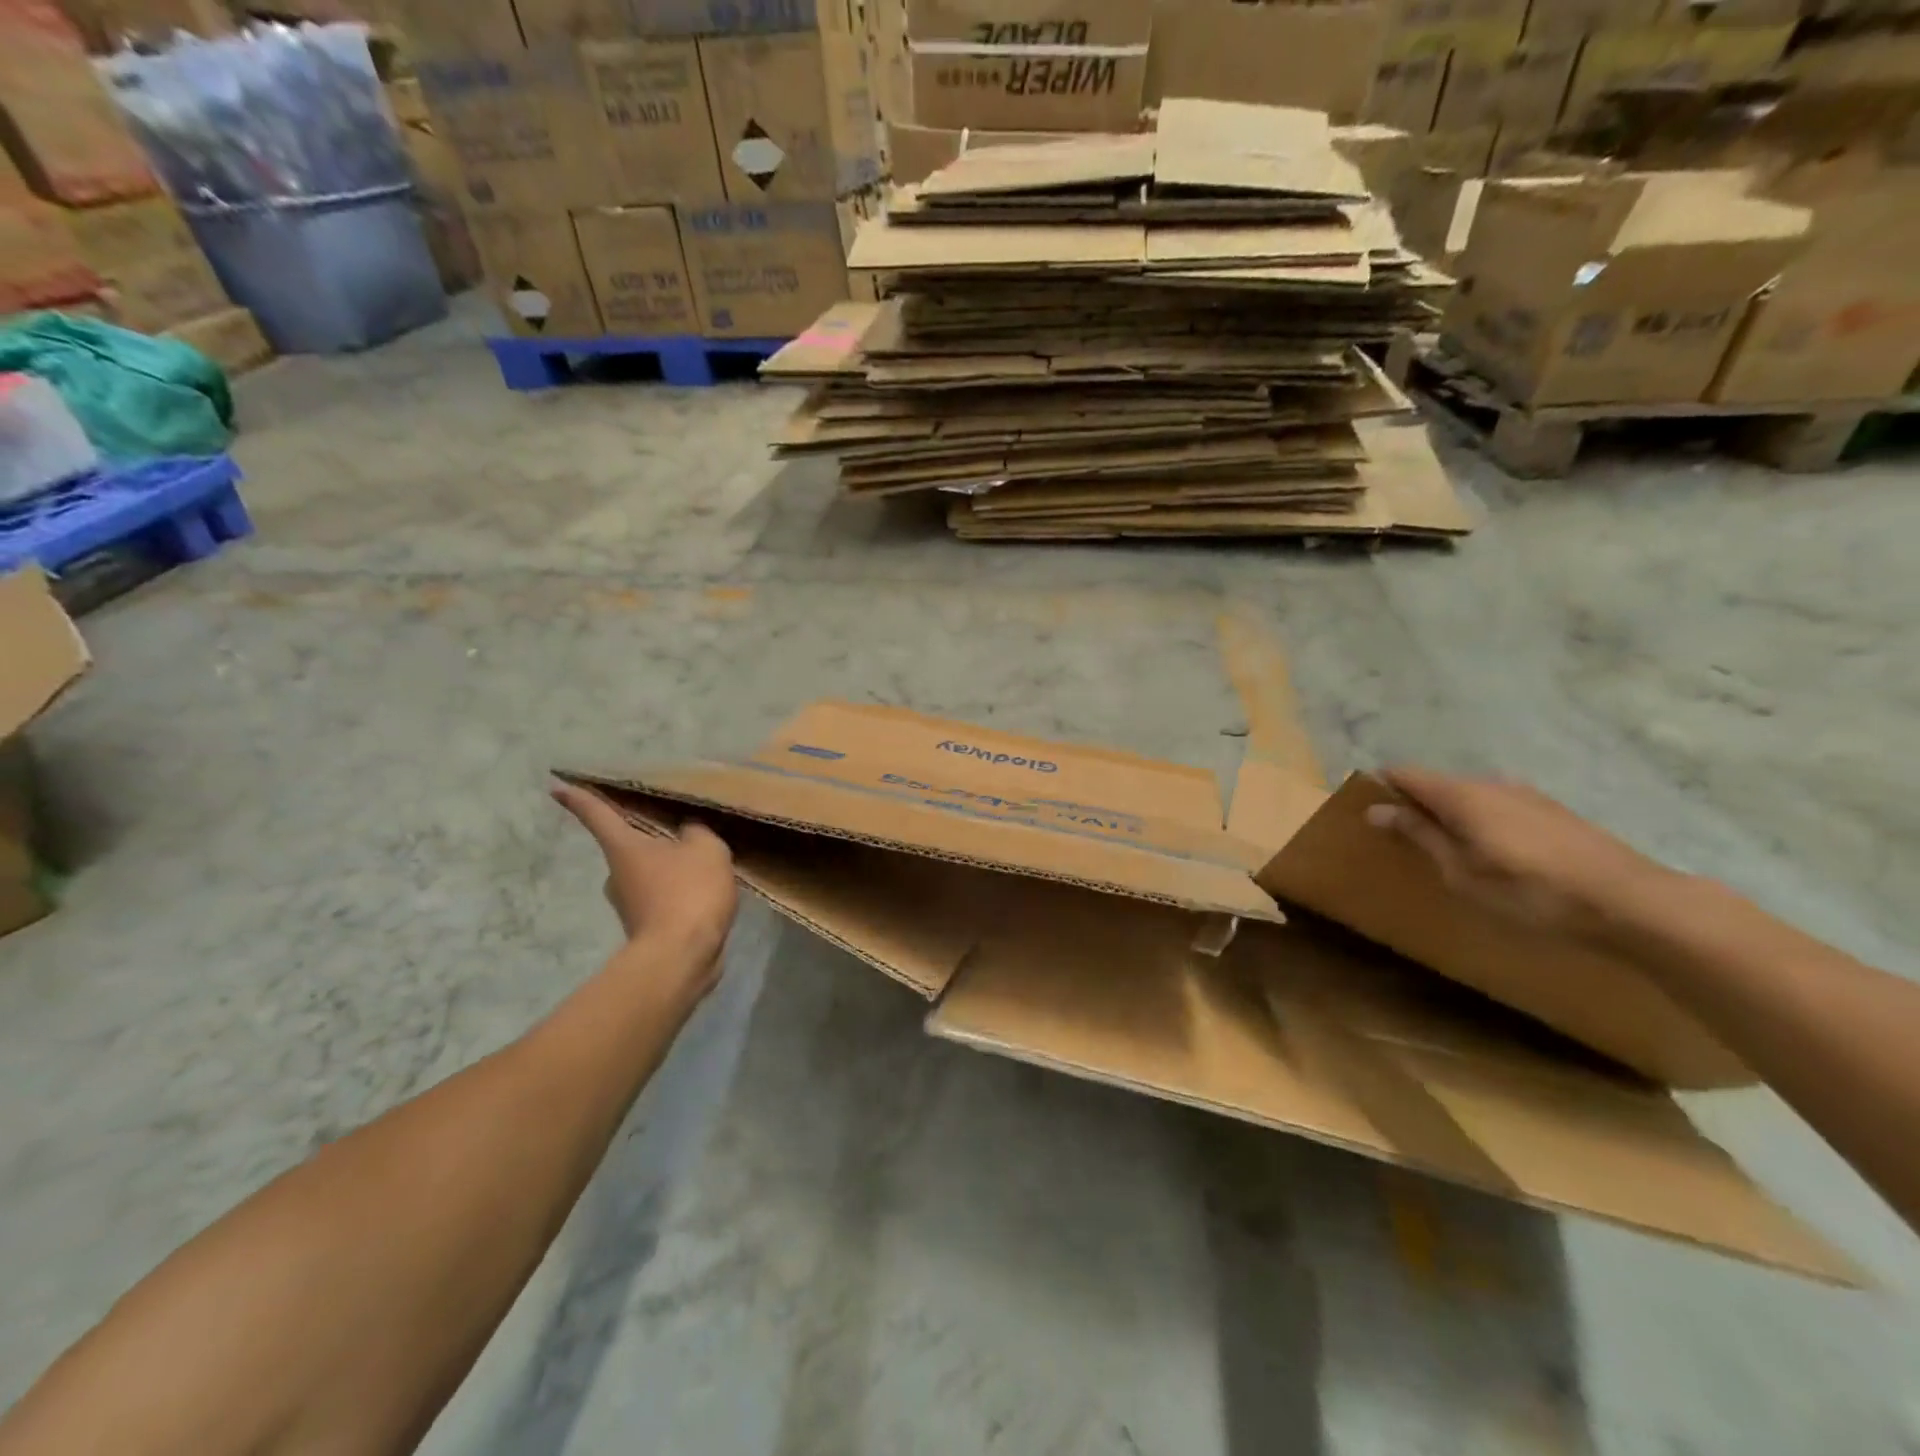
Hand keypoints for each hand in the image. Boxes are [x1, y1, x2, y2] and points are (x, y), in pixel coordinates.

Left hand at [552, 781, 738, 973]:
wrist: (681, 957)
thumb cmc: (687, 892)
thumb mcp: (706, 849)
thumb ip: (697, 832)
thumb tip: (687, 831)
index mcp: (624, 847)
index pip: (598, 814)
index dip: (579, 798)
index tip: (556, 788)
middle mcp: (617, 874)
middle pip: (629, 848)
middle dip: (652, 842)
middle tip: (682, 836)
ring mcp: (628, 905)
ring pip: (649, 876)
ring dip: (670, 871)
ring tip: (704, 869)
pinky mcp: (644, 928)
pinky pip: (663, 900)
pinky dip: (679, 895)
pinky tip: (705, 896)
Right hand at [1365, 766, 1677, 944]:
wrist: (1630, 902)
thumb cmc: (1530, 891)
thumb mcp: (1461, 871)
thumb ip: (1419, 835)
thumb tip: (1377, 809)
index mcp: (1461, 794)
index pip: (1404, 774)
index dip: (1381, 788)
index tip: (1369, 815)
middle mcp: (1490, 782)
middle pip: (1437, 783)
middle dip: (1416, 805)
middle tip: (1406, 842)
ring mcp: (1526, 794)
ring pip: (1470, 795)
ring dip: (1451, 816)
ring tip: (1450, 852)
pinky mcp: (1552, 811)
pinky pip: (1498, 806)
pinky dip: (1482, 822)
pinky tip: (1494, 855)